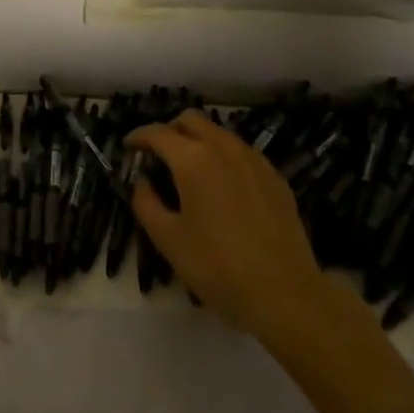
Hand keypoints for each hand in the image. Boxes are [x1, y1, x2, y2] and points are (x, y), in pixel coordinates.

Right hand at [128, 110, 334, 338]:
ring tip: (190, 169)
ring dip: (198, 140)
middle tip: (158, 154)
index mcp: (193, 159)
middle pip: (191, 120)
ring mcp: (254, 160)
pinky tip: (222, 186)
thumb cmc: (217, 266)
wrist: (284, 292)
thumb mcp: (168, 239)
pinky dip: (223, 157)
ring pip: (219, 133)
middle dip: (170, 130)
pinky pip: (241, 152)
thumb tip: (142, 182)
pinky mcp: (275, 177)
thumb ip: (146, 203)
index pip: (158, 133)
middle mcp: (224, 147)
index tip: (128, 146)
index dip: (138, 137)